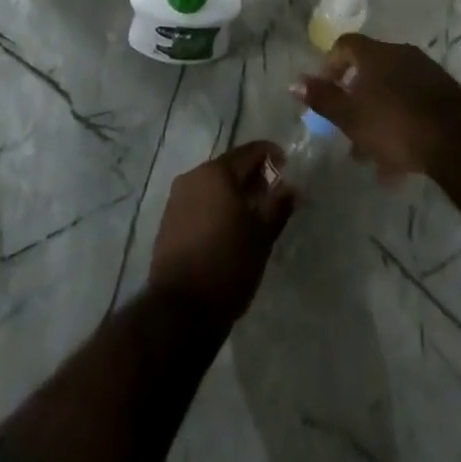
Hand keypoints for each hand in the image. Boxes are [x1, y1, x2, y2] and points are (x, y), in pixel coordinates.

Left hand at [148, 142, 295, 322]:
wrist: (180, 310)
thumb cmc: (228, 264)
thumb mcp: (262, 235)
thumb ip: (278, 205)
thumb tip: (292, 187)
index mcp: (216, 172)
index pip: (250, 152)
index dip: (271, 155)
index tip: (287, 167)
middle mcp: (193, 176)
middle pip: (229, 167)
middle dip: (252, 177)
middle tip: (272, 196)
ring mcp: (177, 198)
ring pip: (213, 186)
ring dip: (233, 194)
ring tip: (252, 216)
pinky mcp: (168, 221)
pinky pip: (199, 203)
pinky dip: (216, 208)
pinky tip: (227, 230)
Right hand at [296, 34, 460, 179]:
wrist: (458, 140)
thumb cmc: (395, 124)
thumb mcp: (351, 116)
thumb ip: (322, 98)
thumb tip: (294, 82)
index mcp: (376, 54)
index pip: (345, 45)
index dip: (330, 65)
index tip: (324, 92)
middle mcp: (401, 55)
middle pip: (369, 71)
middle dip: (355, 100)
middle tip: (346, 129)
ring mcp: (426, 74)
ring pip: (391, 93)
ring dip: (377, 119)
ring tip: (370, 156)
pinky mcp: (445, 97)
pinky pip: (412, 106)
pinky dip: (400, 126)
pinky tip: (397, 165)